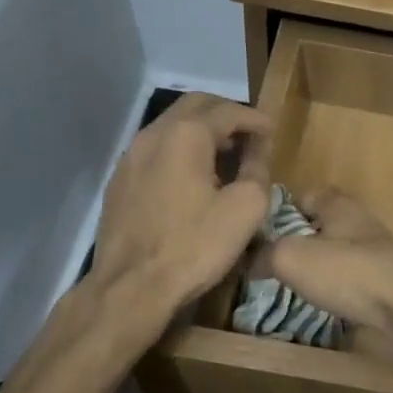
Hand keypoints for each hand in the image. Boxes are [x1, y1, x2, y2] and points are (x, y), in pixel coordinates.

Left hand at [90, 94, 271, 317]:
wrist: (131, 287)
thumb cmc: (194, 246)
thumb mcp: (245, 209)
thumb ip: (257, 172)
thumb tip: (256, 155)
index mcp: (187, 134)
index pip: (229, 111)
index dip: (255, 119)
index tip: (272, 133)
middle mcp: (153, 134)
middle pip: (195, 106)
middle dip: (226, 114)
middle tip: (249, 134)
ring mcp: (130, 157)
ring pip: (171, 126)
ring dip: (201, 131)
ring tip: (224, 155)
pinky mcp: (119, 181)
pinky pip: (155, 150)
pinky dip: (179, 150)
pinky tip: (192, 178)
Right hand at [260, 189, 392, 338]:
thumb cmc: (348, 273)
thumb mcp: (290, 257)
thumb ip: (265, 254)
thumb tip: (250, 260)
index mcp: (339, 205)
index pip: (305, 195)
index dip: (281, 210)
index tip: (258, 233)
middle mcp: (359, 224)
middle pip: (320, 227)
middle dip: (296, 244)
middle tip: (266, 266)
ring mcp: (376, 255)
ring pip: (335, 256)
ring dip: (315, 271)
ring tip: (287, 289)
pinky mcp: (384, 285)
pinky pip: (350, 283)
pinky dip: (334, 292)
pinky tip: (319, 308)